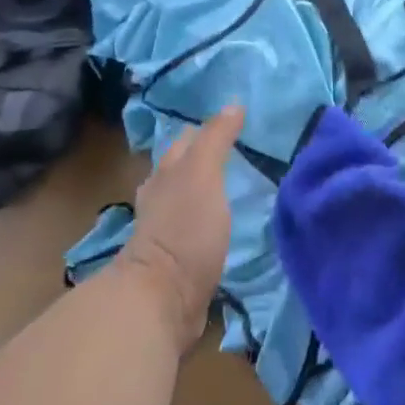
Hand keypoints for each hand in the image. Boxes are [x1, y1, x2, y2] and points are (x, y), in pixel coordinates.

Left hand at [118, 105, 241, 352]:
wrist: (162, 300)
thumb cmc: (183, 229)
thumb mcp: (203, 174)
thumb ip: (216, 139)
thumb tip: (234, 104)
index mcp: (166, 173)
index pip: (187, 139)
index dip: (208, 127)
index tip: (238, 121)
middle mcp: (162, 198)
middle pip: (184, 169)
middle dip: (207, 158)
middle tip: (242, 151)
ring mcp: (168, 232)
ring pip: (189, 200)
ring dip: (209, 191)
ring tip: (240, 186)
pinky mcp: (180, 261)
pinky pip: (198, 230)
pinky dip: (212, 222)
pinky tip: (230, 225)